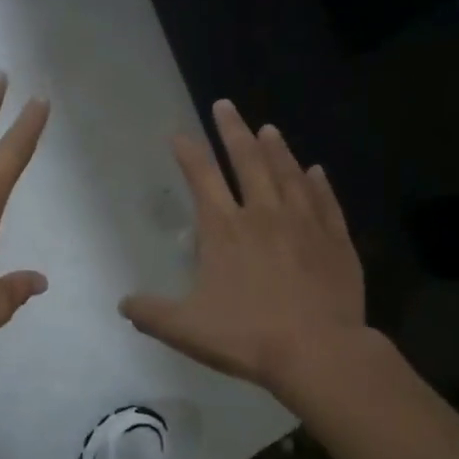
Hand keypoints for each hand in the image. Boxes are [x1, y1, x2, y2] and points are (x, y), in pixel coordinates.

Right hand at [121, 100, 371, 400]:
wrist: (318, 352)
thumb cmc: (246, 336)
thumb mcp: (184, 328)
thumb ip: (150, 313)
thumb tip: (123, 304)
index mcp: (224, 230)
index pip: (202, 179)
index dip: (189, 154)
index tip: (179, 134)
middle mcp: (263, 216)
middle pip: (248, 162)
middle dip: (233, 131)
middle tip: (226, 105)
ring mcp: (304, 225)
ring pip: (288, 174)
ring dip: (276, 149)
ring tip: (268, 128)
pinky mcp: (335, 242)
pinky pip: (325, 202)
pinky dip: (318, 183)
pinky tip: (315, 170)